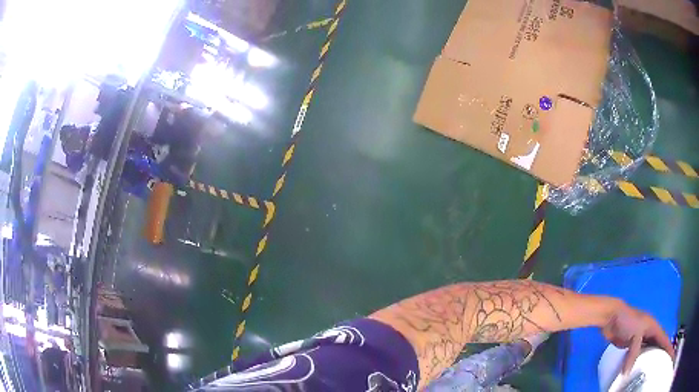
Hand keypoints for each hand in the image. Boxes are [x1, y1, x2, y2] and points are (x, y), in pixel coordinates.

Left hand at [601, 302, 674, 373]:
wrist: (611, 318)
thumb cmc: (626, 321)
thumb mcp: (635, 335)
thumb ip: (634, 353)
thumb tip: (627, 373)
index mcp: (654, 326)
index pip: (664, 338)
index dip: (668, 346)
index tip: (670, 352)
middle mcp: (650, 332)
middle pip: (658, 344)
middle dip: (661, 353)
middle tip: (662, 364)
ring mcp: (641, 338)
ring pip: (649, 350)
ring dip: (651, 358)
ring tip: (653, 369)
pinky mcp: (631, 344)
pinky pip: (639, 354)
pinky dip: (640, 361)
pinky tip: (639, 369)